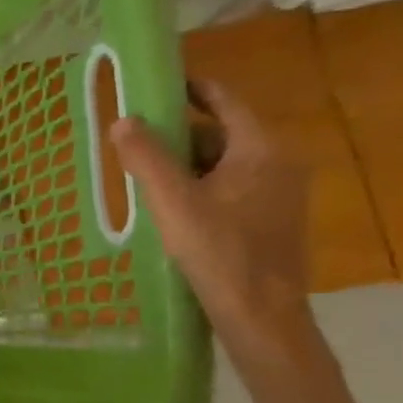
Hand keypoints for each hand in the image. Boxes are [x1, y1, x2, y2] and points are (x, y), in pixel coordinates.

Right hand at [110, 81, 315, 369]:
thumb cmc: (219, 252)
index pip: (224, 100)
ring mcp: (280, 194)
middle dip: (179, 135)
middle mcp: (279, 164)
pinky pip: (232, 188)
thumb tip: (122, 119)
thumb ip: (146, 157)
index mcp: (261, 150)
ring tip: (146, 178)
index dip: (191, 88)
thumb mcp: (172, 201)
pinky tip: (172, 209)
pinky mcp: (272, 221)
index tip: (157, 85)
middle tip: (137, 142)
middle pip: (222, 133)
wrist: (261, 316)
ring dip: (187, 165)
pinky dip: (201, 187)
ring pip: (225, 164)